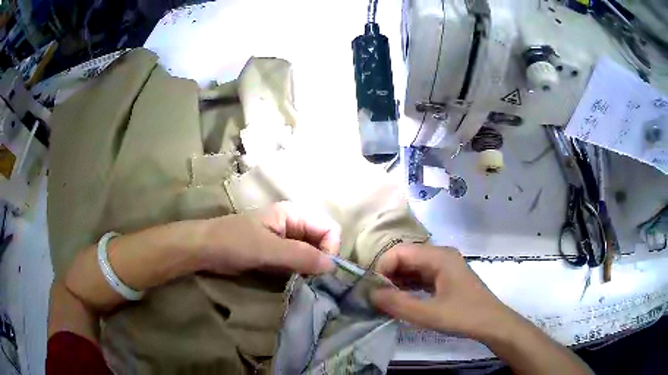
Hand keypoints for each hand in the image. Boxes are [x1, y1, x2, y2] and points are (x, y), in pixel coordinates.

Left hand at [199, 202, 340, 275]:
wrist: (204, 249)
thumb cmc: (233, 242)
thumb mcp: (267, 249)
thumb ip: (300, 256)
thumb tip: (333, 267)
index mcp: (293, 214)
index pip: (329, 228)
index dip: (330, 248)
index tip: (321, 270)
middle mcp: (293, 225)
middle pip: (322, 241)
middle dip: (322, 260)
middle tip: (313, 280)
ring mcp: (285, 240)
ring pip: (312, 253)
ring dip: (312, 268)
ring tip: (305, 283)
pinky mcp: (277, 254)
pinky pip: (299, 262)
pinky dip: (302, 272)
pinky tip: (296, 282)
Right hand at [371, 244, 518, 340]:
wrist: (492, 324)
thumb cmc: (463, 316)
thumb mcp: (428, 314)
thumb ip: (398, 304)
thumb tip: (370, 294)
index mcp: (438, 257)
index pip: (399, 252)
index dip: (382, 269)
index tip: (374, 292)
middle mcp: (440, 255)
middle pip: (405, 258)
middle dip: (388, 276)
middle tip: (377, 298)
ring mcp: (444, 266)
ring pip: (412, 268)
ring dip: (397, 282)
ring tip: (385, 302)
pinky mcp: (445, 277)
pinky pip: (421, 276)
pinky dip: (408, 287)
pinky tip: (400, 301)